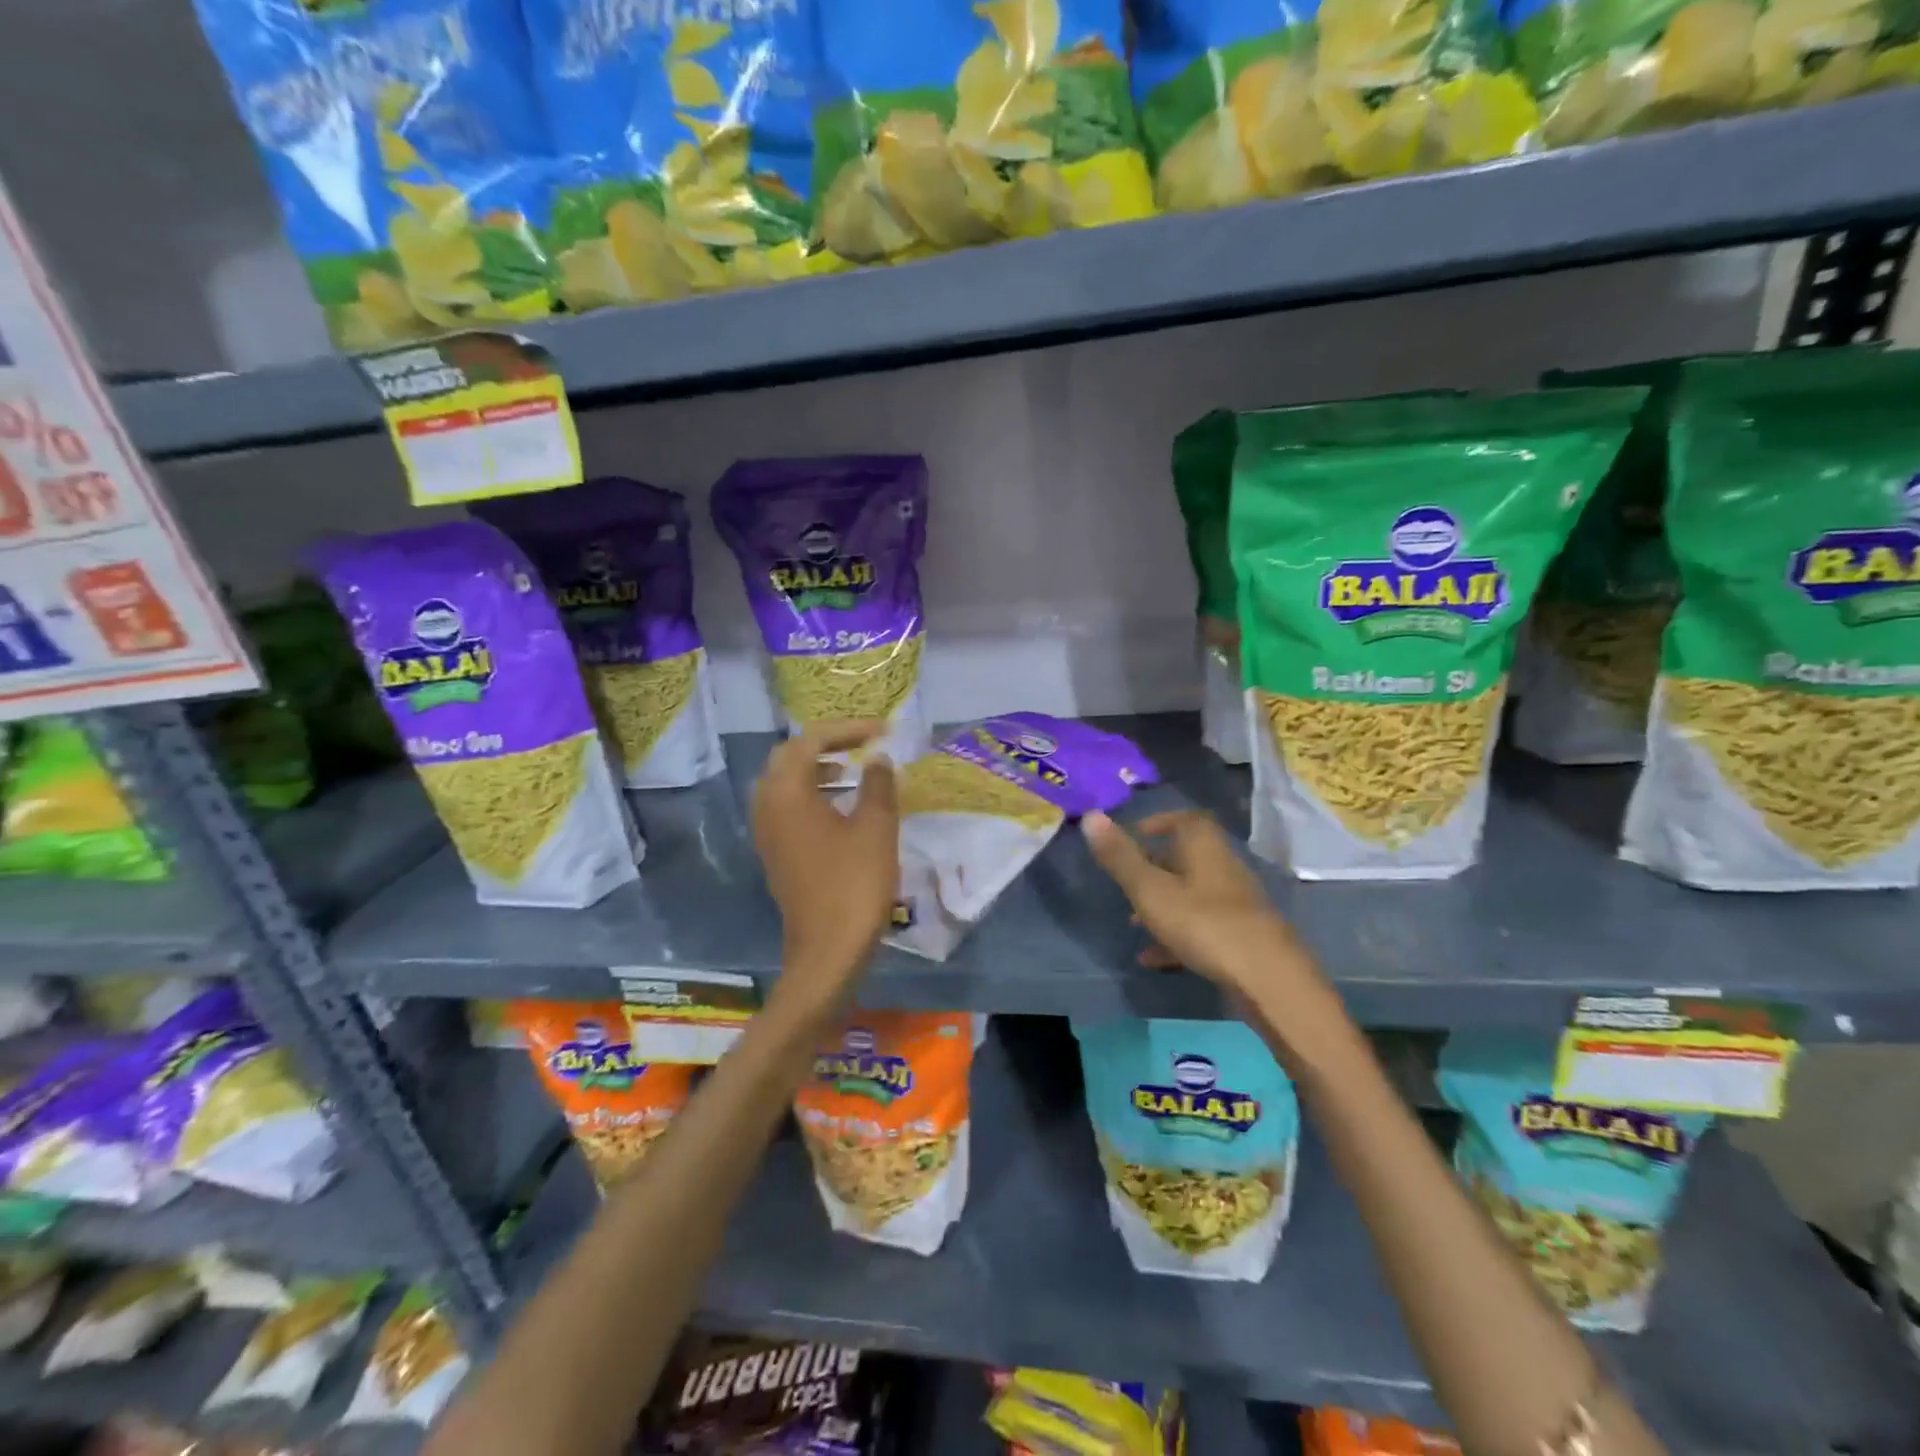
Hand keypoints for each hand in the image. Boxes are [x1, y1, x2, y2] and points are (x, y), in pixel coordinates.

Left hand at [752, 723, 898, 1007]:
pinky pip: (786, 807)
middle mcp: (767, 806)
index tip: (881, 732)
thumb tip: (877, 758)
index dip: (846, 730)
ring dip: (815, 769)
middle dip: (825, 744)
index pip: (809, 741)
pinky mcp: (775, 853)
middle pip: (788, 757)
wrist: (828, 950)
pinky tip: (840, 806)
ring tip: (851, 770)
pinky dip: (810, 794)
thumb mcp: (876, 827)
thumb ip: (877, 784)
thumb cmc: (854, 884)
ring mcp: (767, 832)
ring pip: (784, 783)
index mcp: (787, 793)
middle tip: (860, 744)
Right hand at [1081, 810, 1330, 1017]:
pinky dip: (1176, 936)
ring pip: (1191, 895)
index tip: (1133, 835)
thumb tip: (1090, 815)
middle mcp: (1223, 868)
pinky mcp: (1240, 937)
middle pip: (1186, 858)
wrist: (1269, 980)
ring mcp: (1234, 904)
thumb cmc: (1203, 924)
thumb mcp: (1150, 890)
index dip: (1159, 822)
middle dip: (1154, 867)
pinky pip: (1201, 928)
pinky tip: (1153, 960)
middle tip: (1125, 882)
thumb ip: (1120, 857)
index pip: (1185, 820)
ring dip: (1162, 905)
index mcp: (1204, 847)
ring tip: (1132, 924)